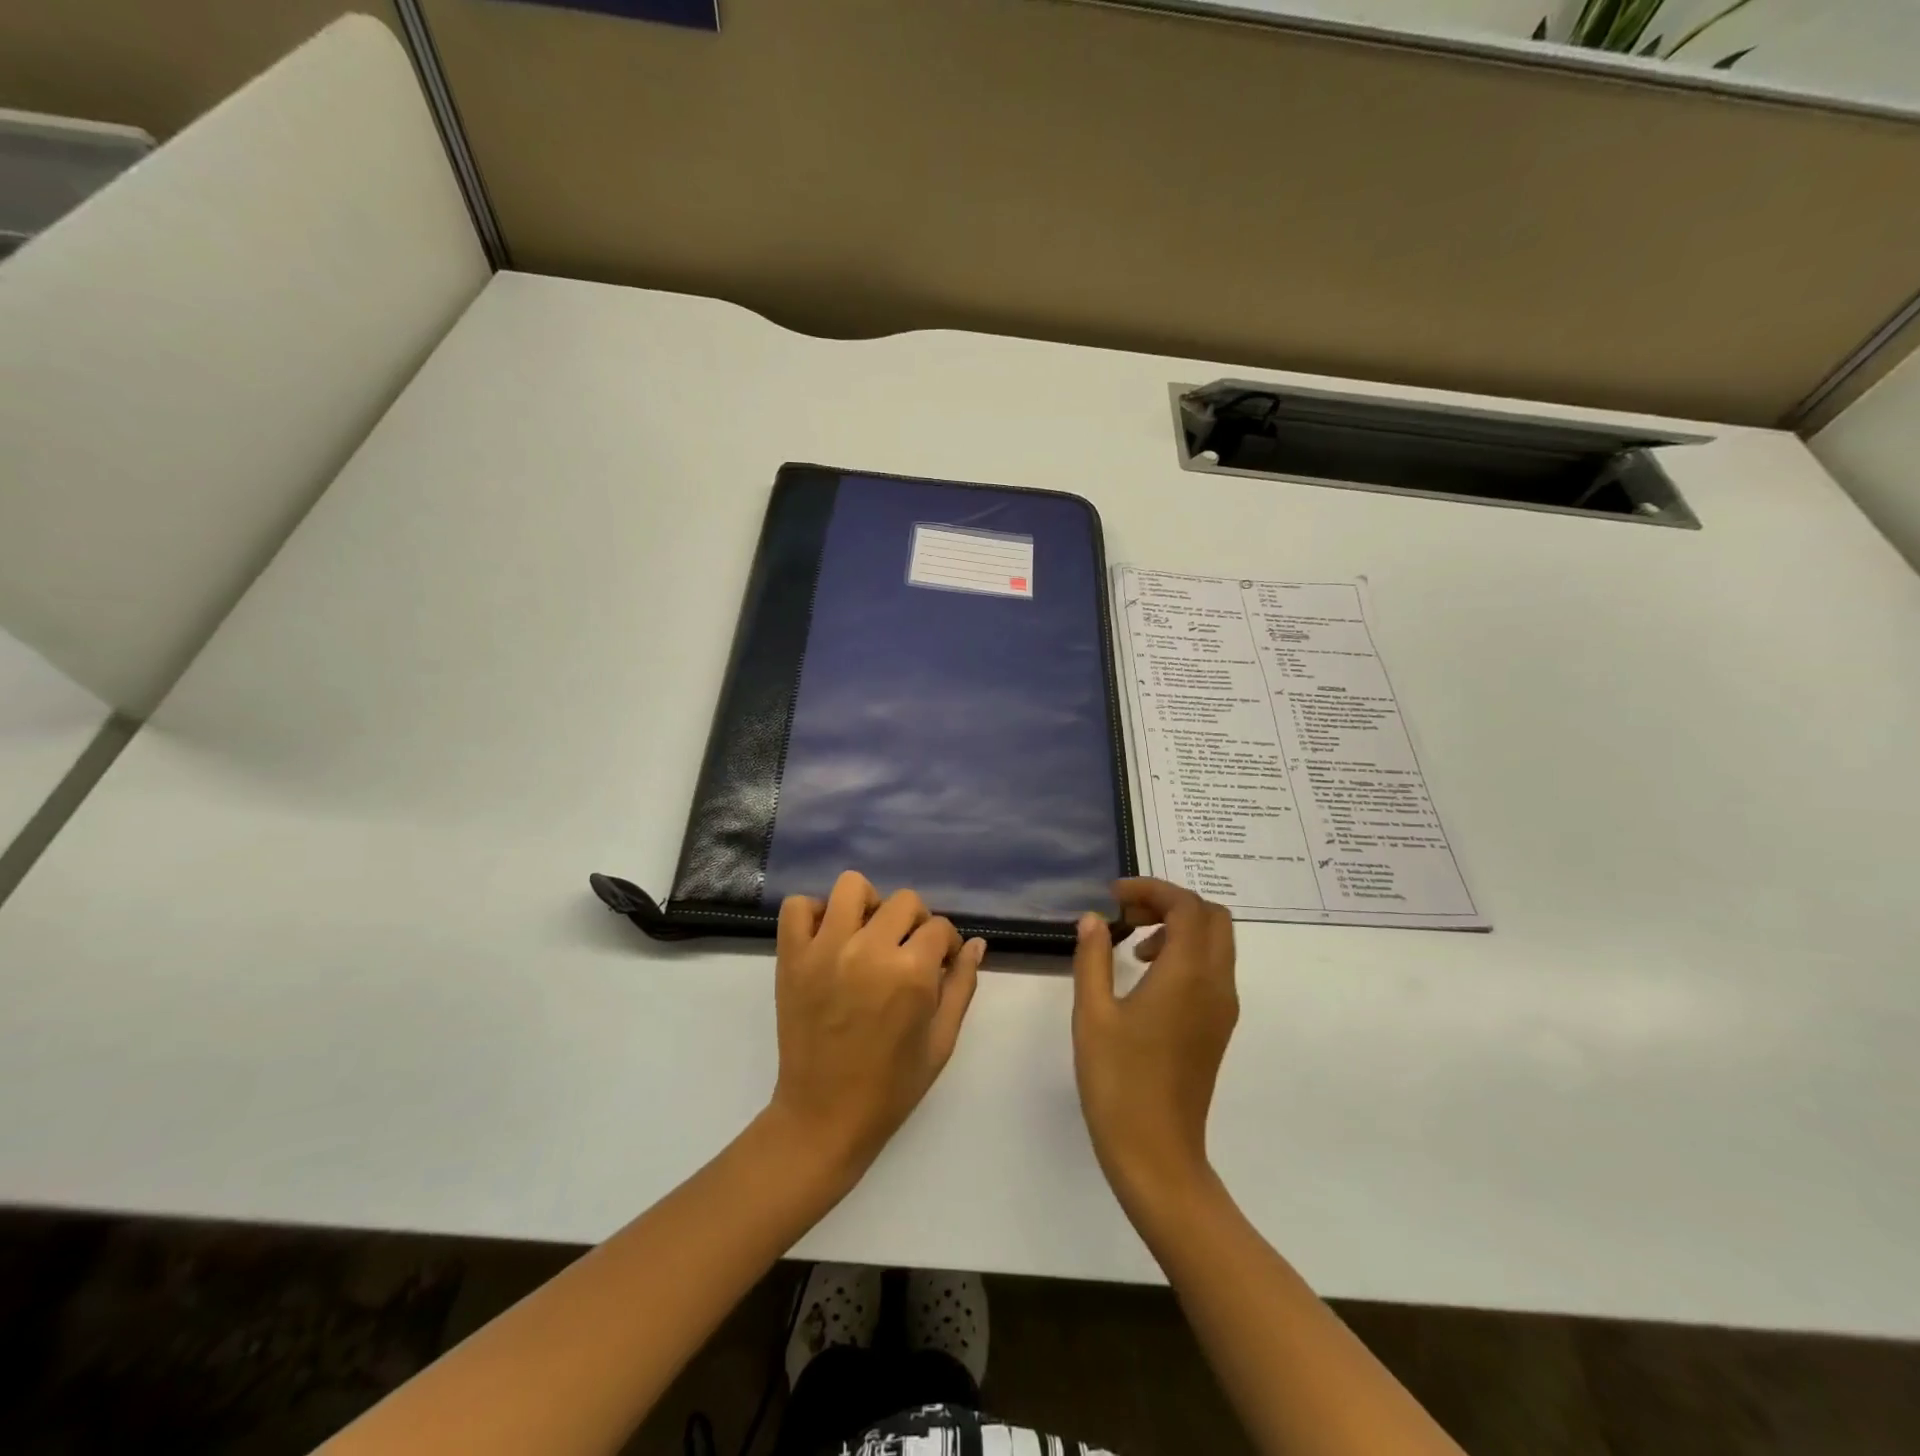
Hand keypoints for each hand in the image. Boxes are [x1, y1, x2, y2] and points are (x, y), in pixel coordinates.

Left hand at [768, 871, 984, 1182]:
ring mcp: (825, 950)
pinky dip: (814, 913)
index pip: (939, 927)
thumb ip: (961, 985)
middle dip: (915, 922)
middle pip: (904, 901)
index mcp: (911, 973)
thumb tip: (975, 944)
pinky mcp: (792, 958)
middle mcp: (869, 950)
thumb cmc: (891, 1086)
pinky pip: (798, 907)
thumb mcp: (941, 1041)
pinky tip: (828, 937)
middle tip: (906, 950)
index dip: (945, 944)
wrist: (824, 1116)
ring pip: (851, 887)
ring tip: (867, 934)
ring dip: (867, 904)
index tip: (939, 963)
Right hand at [1072, 879, 1238, 1211]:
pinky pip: (1213, 968)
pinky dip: (1186, 953)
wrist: (1156, 1153)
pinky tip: (1146, 976)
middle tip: (1126, 914)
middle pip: (1211, 917)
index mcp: (1187, 974)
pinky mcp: (1219, 1027)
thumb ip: (1092, 957)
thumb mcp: (1092, 1013)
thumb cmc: (1118, 1081)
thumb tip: (1094, 918)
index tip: (1114, 896)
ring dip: (1179, 927)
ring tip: (1131, 944)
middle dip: (1170, 903)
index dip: (1151, 889)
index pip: (1186, 905)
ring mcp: (1223, 1007)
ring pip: (1216, 942)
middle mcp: (1216, 984)